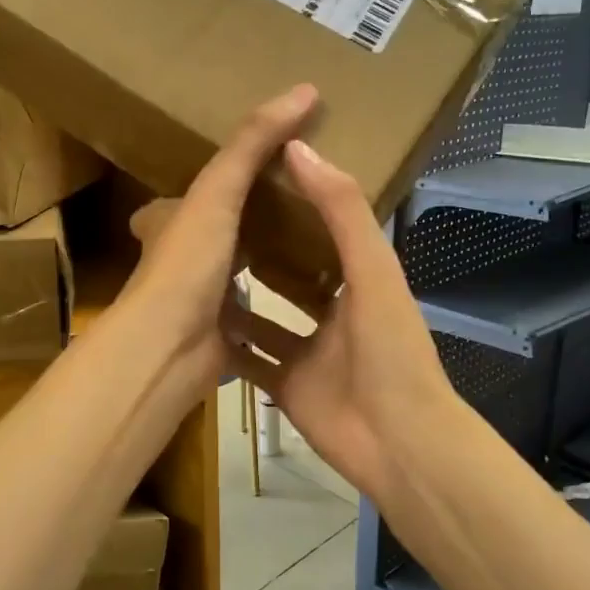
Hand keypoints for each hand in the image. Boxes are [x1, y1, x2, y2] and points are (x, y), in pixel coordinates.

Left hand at [120, 84, 319, 394]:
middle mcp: (178, 263)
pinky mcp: (219, 340)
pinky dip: (275, 316)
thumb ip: (254, 143)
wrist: (168, 349)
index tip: (257, 171)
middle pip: (214, 237)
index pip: (186, 195)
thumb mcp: (218, 191)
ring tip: (314, 254)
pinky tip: (307, 307)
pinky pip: (252, 322)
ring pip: (234, 280)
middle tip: (297, 213)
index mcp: (168, 224)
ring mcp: (197, 305)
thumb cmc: (186, 263)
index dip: (216, 182)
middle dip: (246, 227)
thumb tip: (305, 89)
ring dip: (264, 270)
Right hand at [221, 140, 461, 509]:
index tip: (258, 173)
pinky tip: (192, 322)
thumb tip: (298, 147)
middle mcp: (333, 314)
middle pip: (292, 275)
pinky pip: (251, 360)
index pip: (325, 231)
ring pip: (266, 318)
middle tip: (214, 220)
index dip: (297, 202)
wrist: (397, 442)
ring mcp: (308, 353)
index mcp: (361, 281)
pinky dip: (228, 344)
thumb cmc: (391, 350)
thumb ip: (341, 211)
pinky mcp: (286, 387)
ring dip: (238, 297)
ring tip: (195, 267)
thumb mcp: (373, 271)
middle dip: (261, 249)